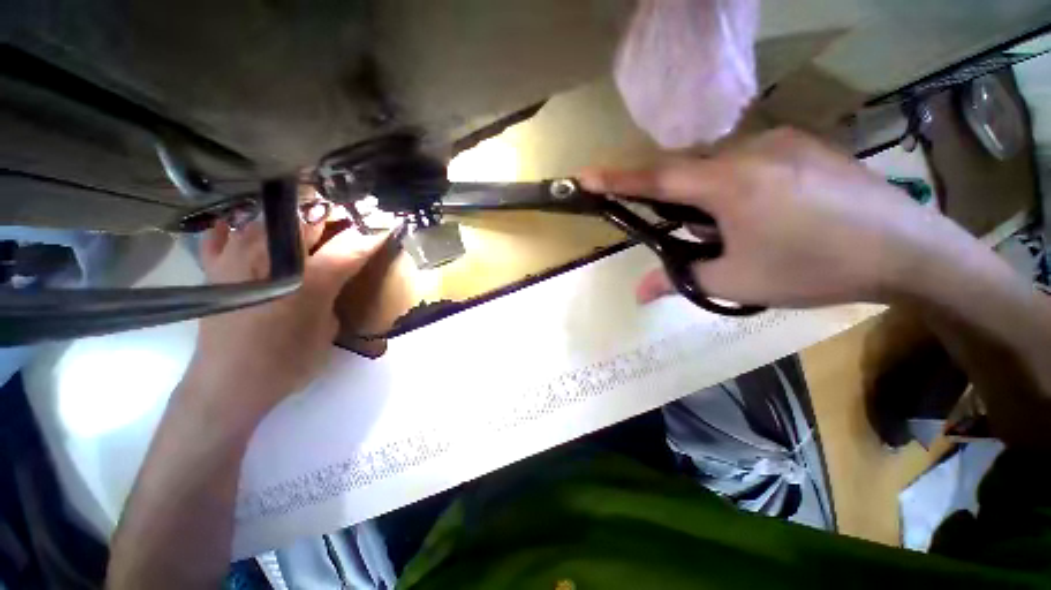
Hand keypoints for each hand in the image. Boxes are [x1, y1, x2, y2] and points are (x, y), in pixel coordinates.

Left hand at [187, 211, 385, 419]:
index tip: (386, 221)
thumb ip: (334, 292)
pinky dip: (240, 225)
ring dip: (292, 212)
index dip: (371, 231)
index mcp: (308, 280)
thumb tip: (335, 271)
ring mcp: (235, 258)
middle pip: (307, 218)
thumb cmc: (287, 362)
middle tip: (346, 216)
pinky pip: (225, 233)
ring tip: (307, 216)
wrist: (228, 386)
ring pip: (268, 215)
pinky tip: (249, 226)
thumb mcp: (327, 329)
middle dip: (332, 212)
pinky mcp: (214, 268)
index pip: (349, 246)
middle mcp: (270, 259)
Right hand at [581, 128, 951, 307]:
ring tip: (737, 229)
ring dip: (710, 197)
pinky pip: (750, 158)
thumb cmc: (813, 269)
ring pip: (720, 165)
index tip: (586, 175)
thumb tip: (638, 293)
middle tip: (690, 231)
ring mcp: (782, 141)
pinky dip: (738, 185)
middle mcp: (751, 150)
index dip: (616, 178)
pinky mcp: (804, 144)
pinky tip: (765, 211)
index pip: (656, 178)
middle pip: (688, 171)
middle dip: (676, 201)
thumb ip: (680, 281)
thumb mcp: (736, 282)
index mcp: (729, 184)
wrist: (907, 251)